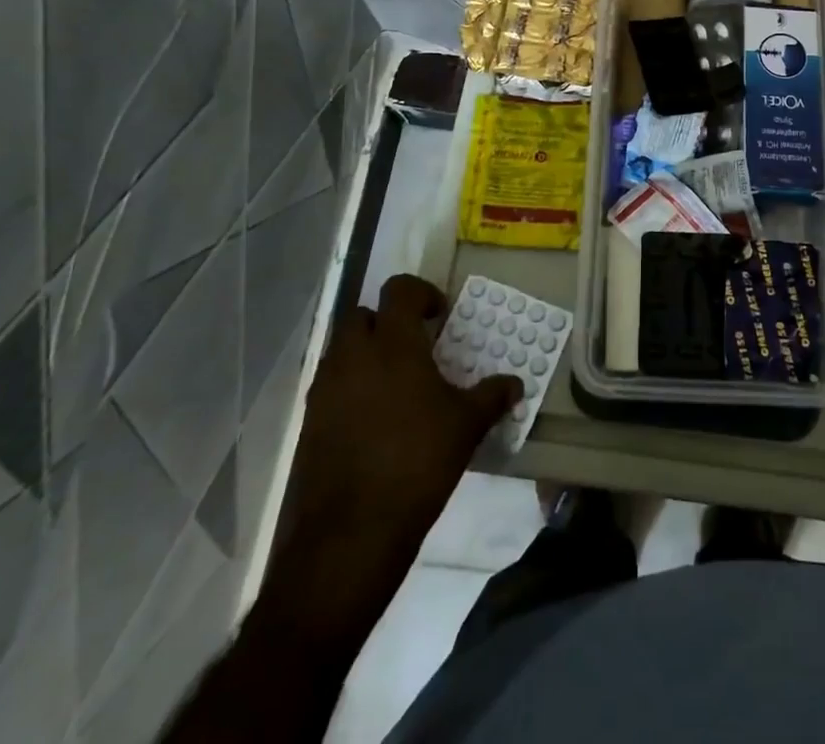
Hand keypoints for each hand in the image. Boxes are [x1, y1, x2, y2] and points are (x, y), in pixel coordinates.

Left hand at [283, 275, 520, 551]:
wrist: (350, 533)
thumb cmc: (417, 462)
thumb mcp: (467, 426)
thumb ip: (492, 396)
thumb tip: (515, 384)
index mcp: (393, 343)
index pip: (399, 290)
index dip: (421, 293)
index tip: (439, 316)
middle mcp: (353, 356)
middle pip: (362, 315)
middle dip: (386, 322)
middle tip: (414, 347)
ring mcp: (324, 389)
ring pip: (342, 351)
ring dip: (366, 355)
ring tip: (395, 386)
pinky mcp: (309, 423)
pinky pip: (330, 387)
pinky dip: (350, 389)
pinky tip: (373, 422)